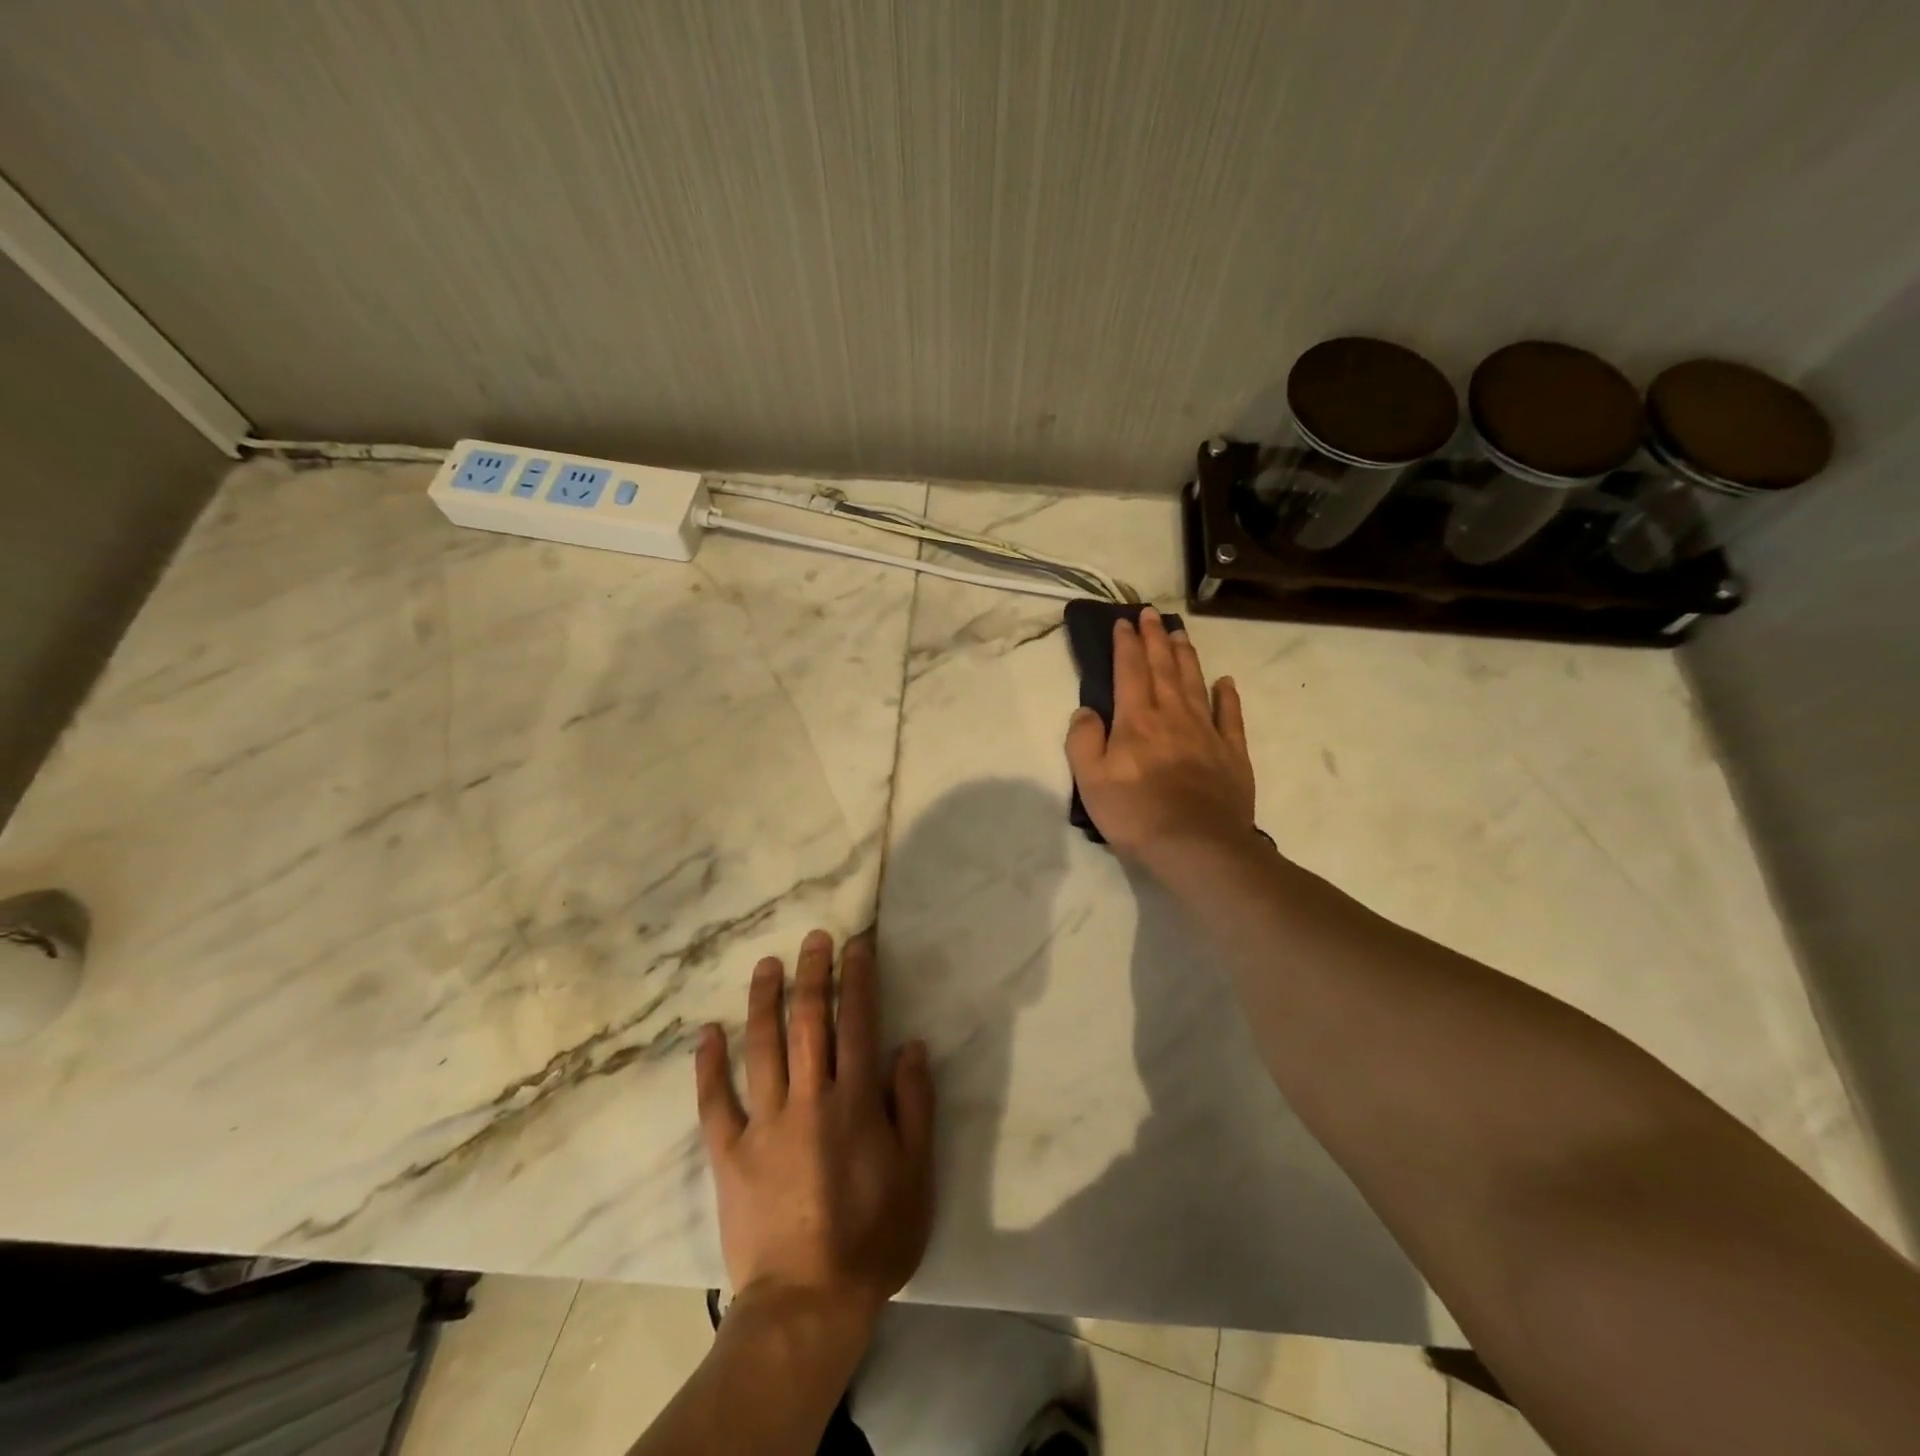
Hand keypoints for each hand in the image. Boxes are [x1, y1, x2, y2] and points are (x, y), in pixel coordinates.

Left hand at [696, 929, 934, 1328]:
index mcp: (855, 1101)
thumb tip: (911, 1045)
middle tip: (813, 937)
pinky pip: (714, 1102)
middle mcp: (808, 1098)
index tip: (856, 944)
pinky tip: (707, 1033)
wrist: (807, 1303)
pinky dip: (709, 1066)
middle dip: (813, 974)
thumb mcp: (917, 1174)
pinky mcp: (729, 1153)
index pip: (857, 1023)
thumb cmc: (872, 1238)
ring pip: (761, 1047)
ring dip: (764, 1000)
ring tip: (766, 964)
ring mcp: (764, 1123)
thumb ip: (915, 1105)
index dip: (857, 979)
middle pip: (808, 1022)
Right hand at [1064, 607, 1256, 864]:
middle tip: (1152, 614)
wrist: (1197, 846)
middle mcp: (1172, 715)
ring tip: (1181, 633)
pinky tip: (1225, 681)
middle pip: (1163, 668)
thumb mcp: (1090, 780)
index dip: (1127, 644)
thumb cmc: (1136, 814)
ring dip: (1186, 655)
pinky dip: (1227, 696)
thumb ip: (1083, 740)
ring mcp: (1206, 732)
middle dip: (1156, 638)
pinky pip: (1230, 716)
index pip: (1130, 671)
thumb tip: (1086, 711)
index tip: (1124, 621)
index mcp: (1136, 720)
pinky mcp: (1232, 753)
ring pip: (1195, 683)